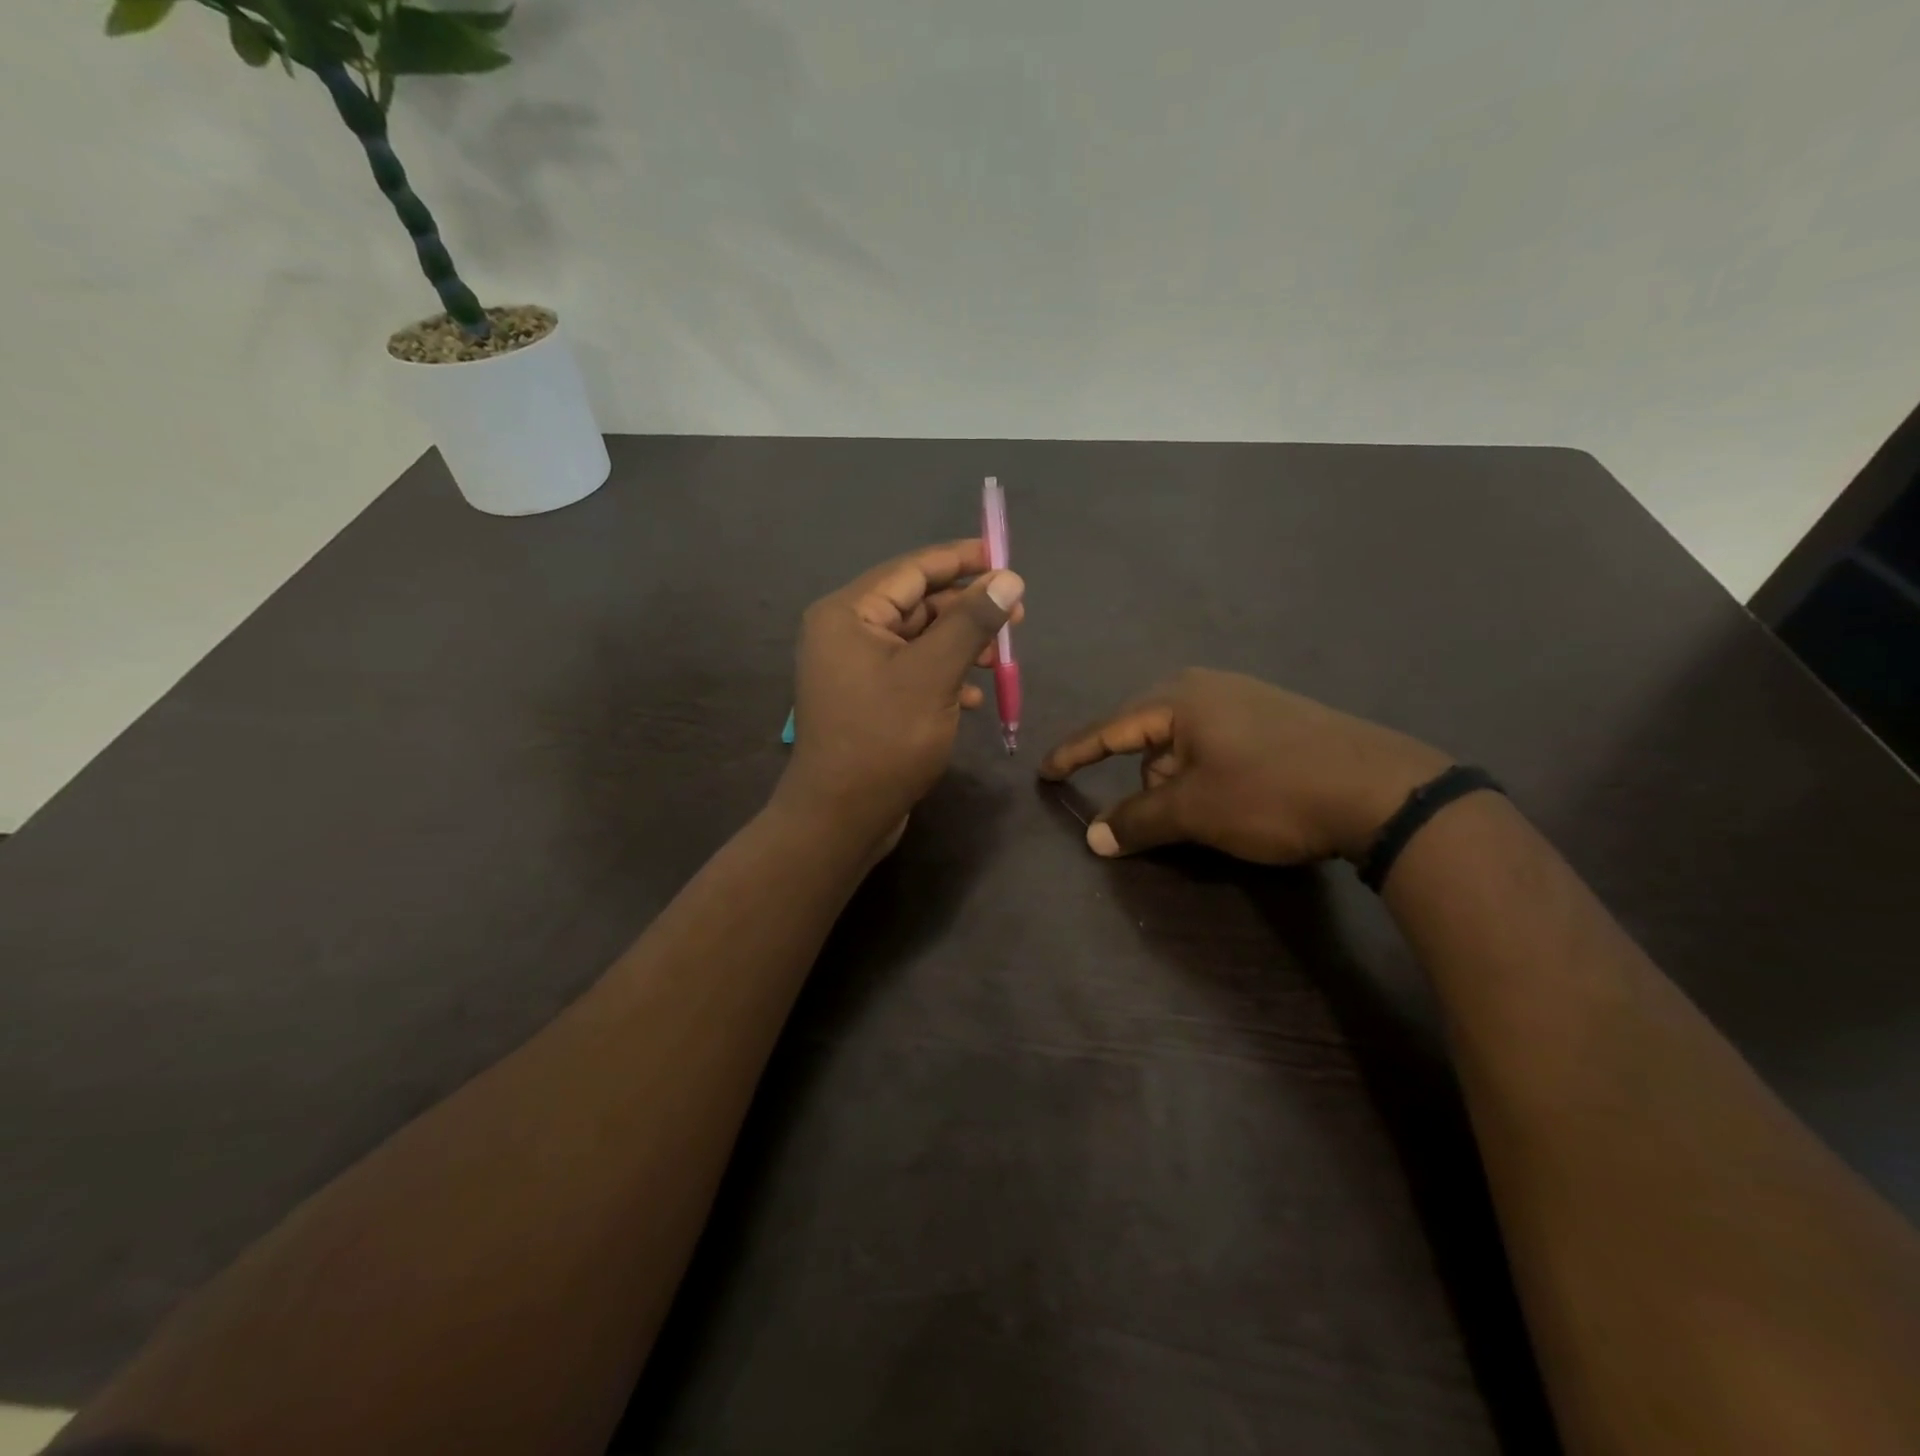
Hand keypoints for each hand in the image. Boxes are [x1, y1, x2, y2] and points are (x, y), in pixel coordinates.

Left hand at [776, 540, 1024, 852]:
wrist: (840, 817)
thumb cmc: (885, 739)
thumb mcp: (934, 674)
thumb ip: (971, 622)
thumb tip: (1008, 579)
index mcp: (848, 613)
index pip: (912, 569)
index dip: (960, 560)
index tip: (1004, 558)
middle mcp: (845, 632)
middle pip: (916, 604)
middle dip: (966, 608)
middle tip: (1017, 616)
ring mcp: (853, 668)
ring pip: (918, 640)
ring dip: (960, 645)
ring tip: (1000, 658)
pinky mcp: (866, 699)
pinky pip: (911, 671)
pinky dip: (943, 676)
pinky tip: (973, 697)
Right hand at [1039, 669, 1450, 863]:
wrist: (1381, 789)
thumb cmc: (1270, 792)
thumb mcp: (1194, 810)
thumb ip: (1137, 821)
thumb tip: (1093, 838)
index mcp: (1179, 698)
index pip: (1109, 729)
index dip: (1074, 753)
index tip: (1045, 771)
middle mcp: (1207, 687)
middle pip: (1148, 737)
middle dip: (1143, 779)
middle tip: (1156, 817)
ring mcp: (1246, 699)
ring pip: (1184, 744)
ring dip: (1178, 780)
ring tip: (1206, 814)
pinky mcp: (1275, 718)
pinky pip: (1217, 745)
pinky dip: (1208, 774)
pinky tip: (1235, 798)